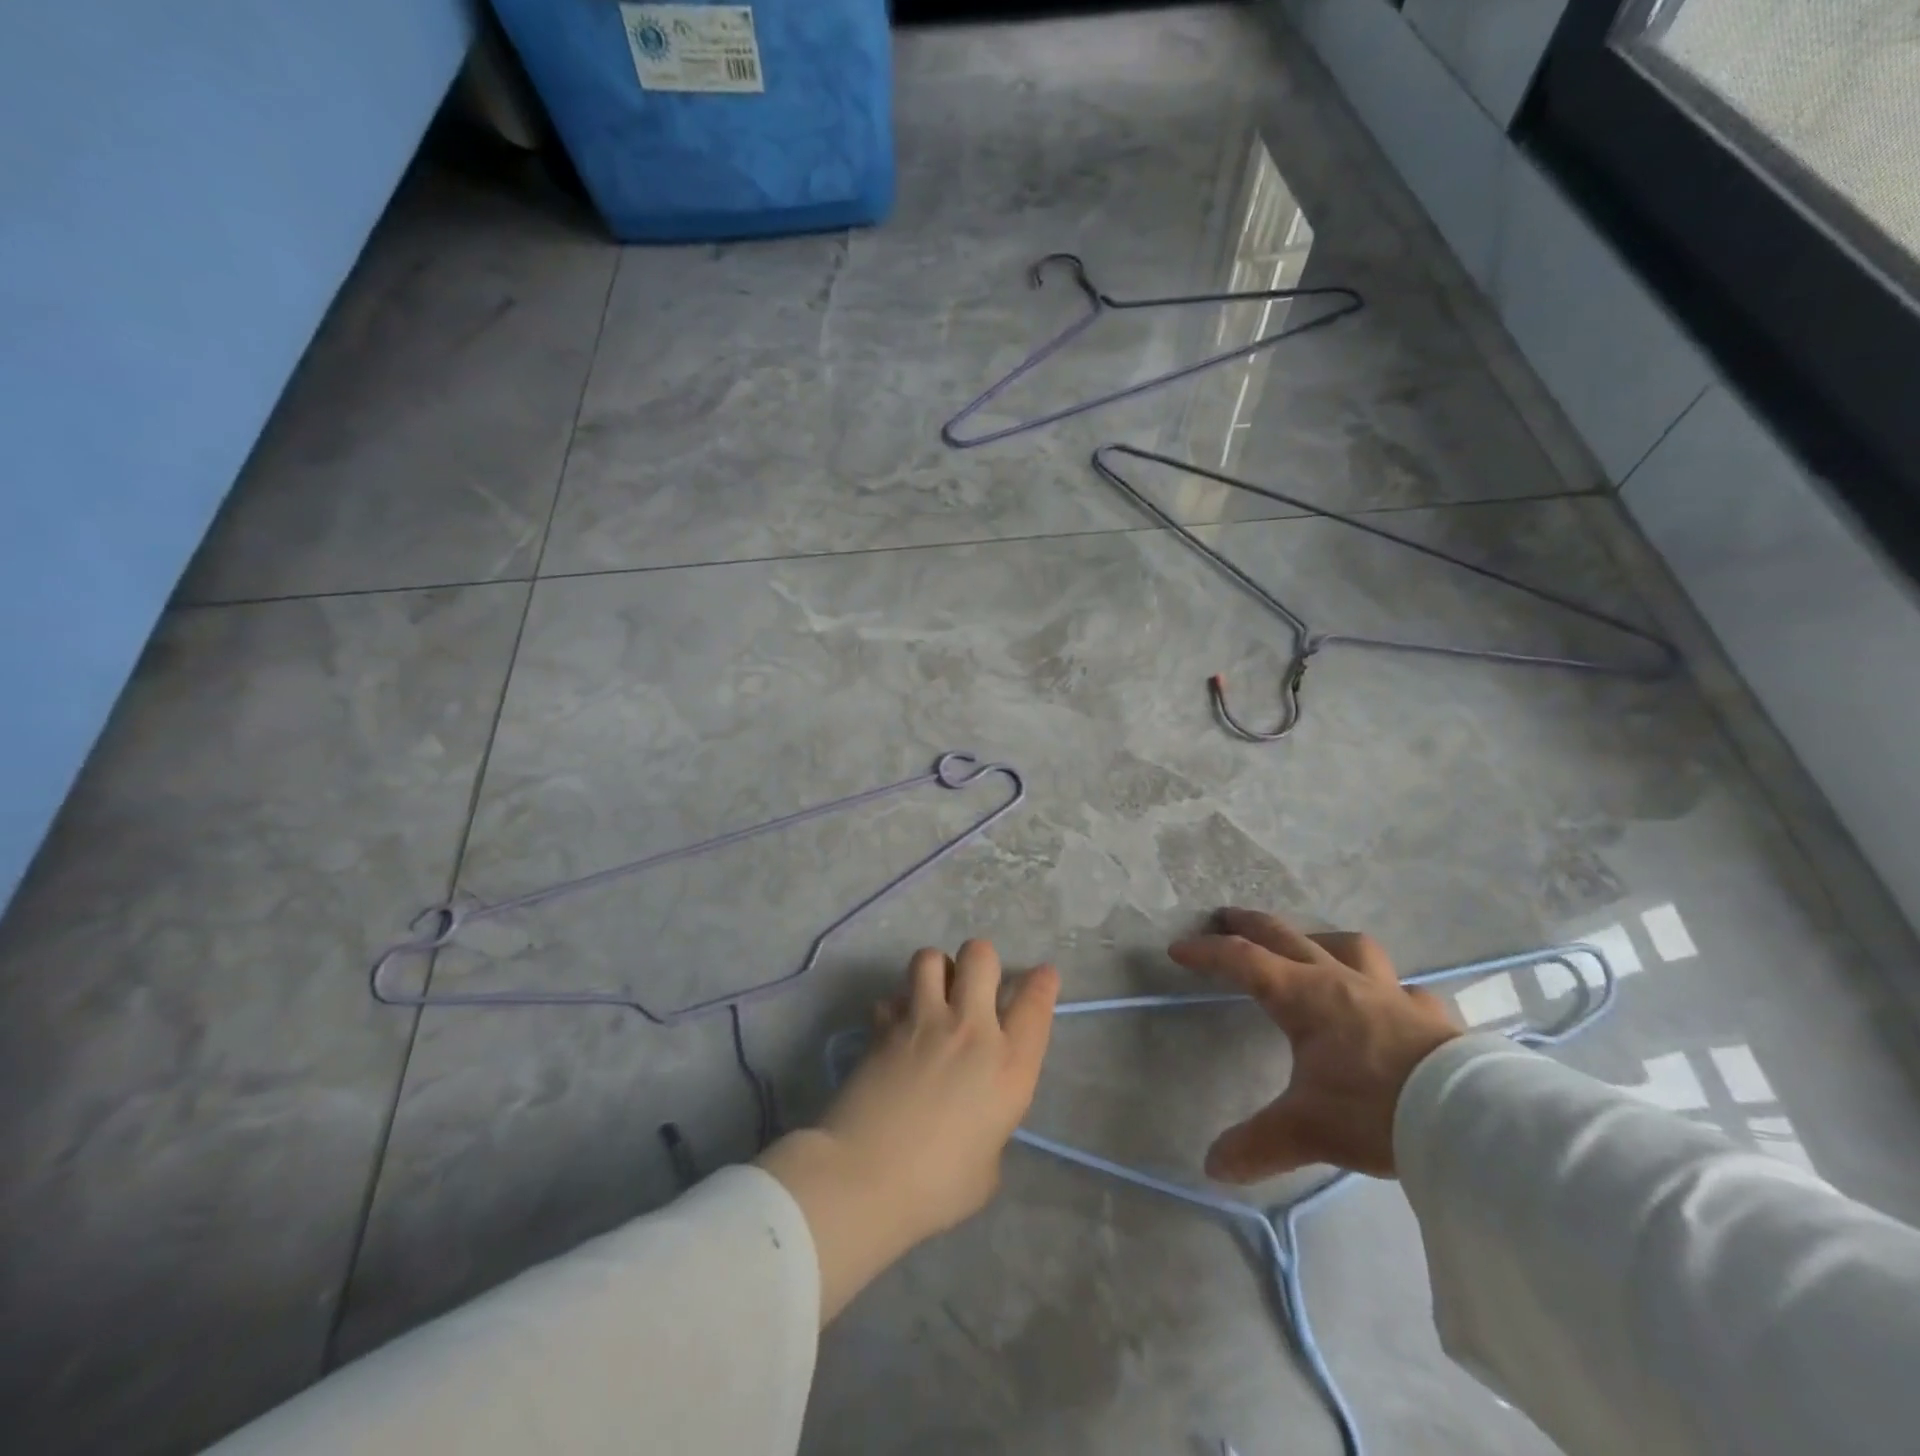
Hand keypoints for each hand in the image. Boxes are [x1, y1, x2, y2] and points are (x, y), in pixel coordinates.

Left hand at [756, 940, 1057, 1321]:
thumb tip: (974, 1115)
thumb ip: (990, 1126)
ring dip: (936, 971)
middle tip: (973, 987)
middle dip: (981, 962)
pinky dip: (896, 1008)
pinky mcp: (883, 1026)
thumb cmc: (937, 1187)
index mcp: (1009, 1067)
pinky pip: (892, 997)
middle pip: (981, 957)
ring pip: (931, 958)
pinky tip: (896, 1030)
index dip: (1042, 982)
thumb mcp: (988, 1166)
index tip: (1042, 975)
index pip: (1035, 1003)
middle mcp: (970, 1029)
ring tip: (933, 995)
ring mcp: (923, 1021)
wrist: (865, 1177)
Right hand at [1170, 908, 1458, 1180]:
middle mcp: (1342, 981)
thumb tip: (1213, 1167)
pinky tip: (1389, 1003)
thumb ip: (1258, 1144)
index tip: (1178, 949)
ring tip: (1308, 946)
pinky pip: (1403, 987)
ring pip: (1350, 946)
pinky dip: (1387, 988)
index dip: (1207, 953)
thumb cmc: (1376, 1110)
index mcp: (1304, 996)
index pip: (1243, 961)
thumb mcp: (1307, 1129)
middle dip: (1250, 924)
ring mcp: (1390, 993)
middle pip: (1287, 936)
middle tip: (1225, 917)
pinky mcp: (1430, 1015)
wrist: (1472, 1121)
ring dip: (1320, 939)